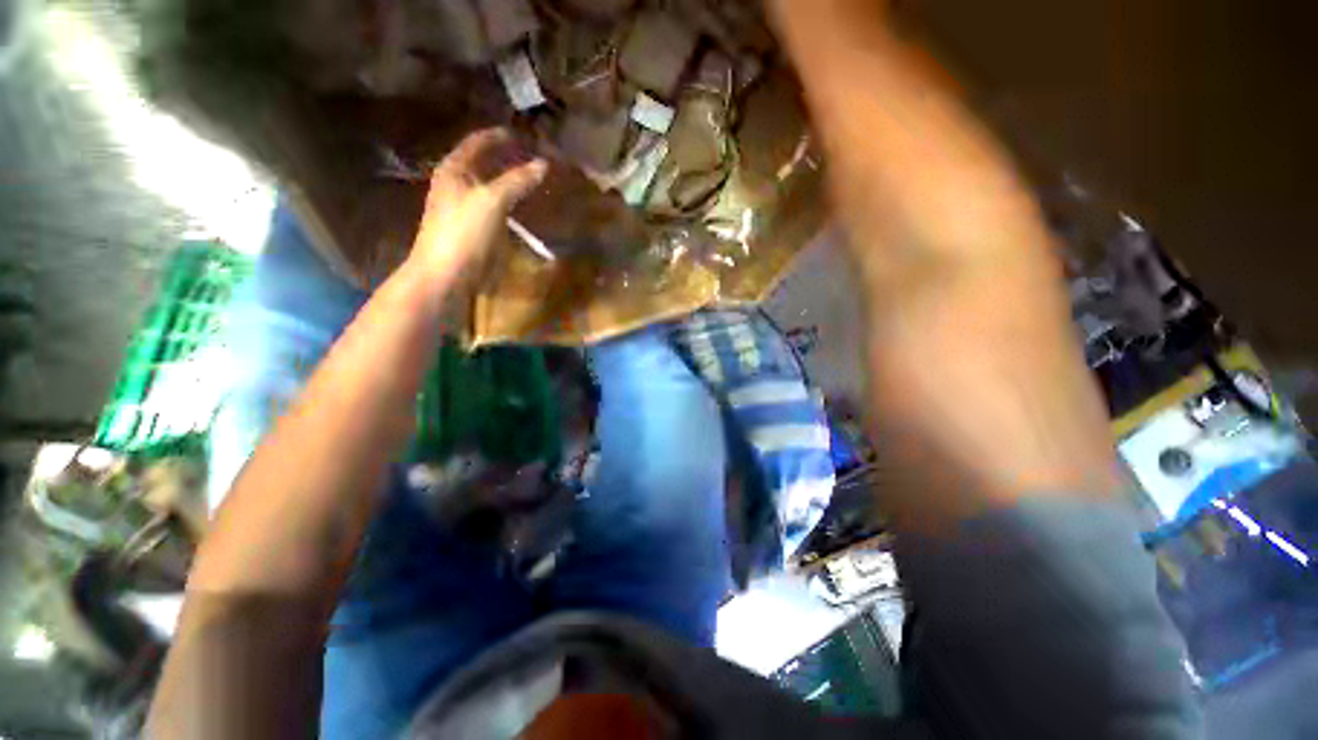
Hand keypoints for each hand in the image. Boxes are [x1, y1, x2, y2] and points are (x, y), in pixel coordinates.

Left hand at [407, 128, 547, 290]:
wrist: (447, 275)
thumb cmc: (464, 232)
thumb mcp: (493, 201)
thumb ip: (517, 181)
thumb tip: (543, 164)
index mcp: (454, 169)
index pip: (477, 142)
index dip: (498, 136)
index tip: (523, 134)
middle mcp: (456, 184)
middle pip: (483, 164)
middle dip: (506, 159)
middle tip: (533, 156)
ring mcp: (464, 209)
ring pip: (490, 187)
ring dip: (510, 182)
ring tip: (533, 180)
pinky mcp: (473, 230)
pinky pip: (495, 209)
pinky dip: (510, 204)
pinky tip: (524, 208)